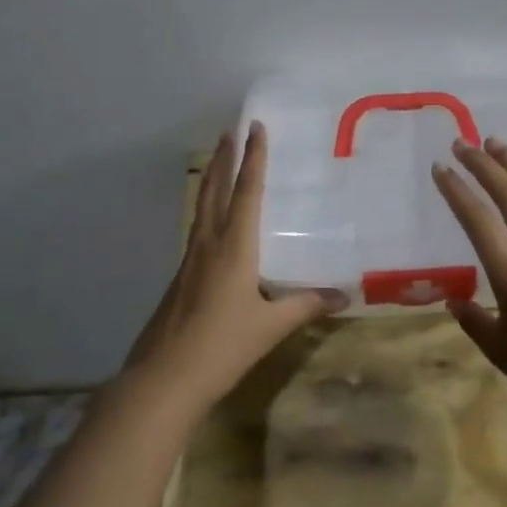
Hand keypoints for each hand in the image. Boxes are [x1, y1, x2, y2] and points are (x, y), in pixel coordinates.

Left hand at [124, 121, 345, 411]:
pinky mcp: (180, 278)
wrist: (164, 378)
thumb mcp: (271, 326)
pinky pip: (197, 230)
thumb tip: (343, 296)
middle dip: (223, 159)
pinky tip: (214, 224)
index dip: (253, 159)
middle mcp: (208, 244)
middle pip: (214, 190)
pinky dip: (207, 211)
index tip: (254, 127)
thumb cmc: (223, 346)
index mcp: (233, 248)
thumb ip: (305, 306)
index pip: (246, 192)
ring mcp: (189, 260)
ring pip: (201, 208)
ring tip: (219, 163)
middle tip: (229, 131)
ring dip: (211, 181)